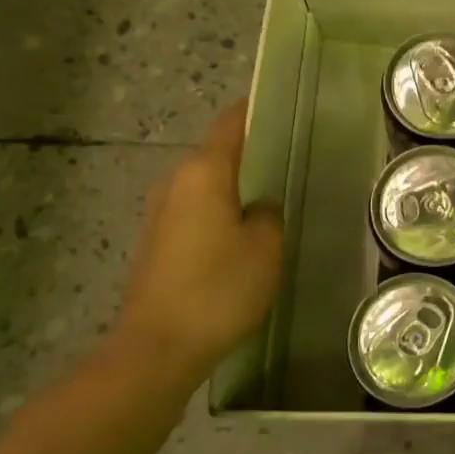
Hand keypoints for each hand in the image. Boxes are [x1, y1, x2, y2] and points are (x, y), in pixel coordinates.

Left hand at [112, 101, 283, 386]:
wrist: (158, 347)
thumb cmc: (218, 288)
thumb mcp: (265, 247)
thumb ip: (269, 213)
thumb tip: (260, 204)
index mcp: (203, 172)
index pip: (232, 123)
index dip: (258, 110)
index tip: (288, 106)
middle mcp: (176, 181)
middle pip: (219, 152)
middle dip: (254, 151)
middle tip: (296, 157)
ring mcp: (163, 212)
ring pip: (210, 184)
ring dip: (239, 185)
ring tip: (279, 194)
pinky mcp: (160, 241)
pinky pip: (200, 210)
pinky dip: (225, 210)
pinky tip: (249, 232)